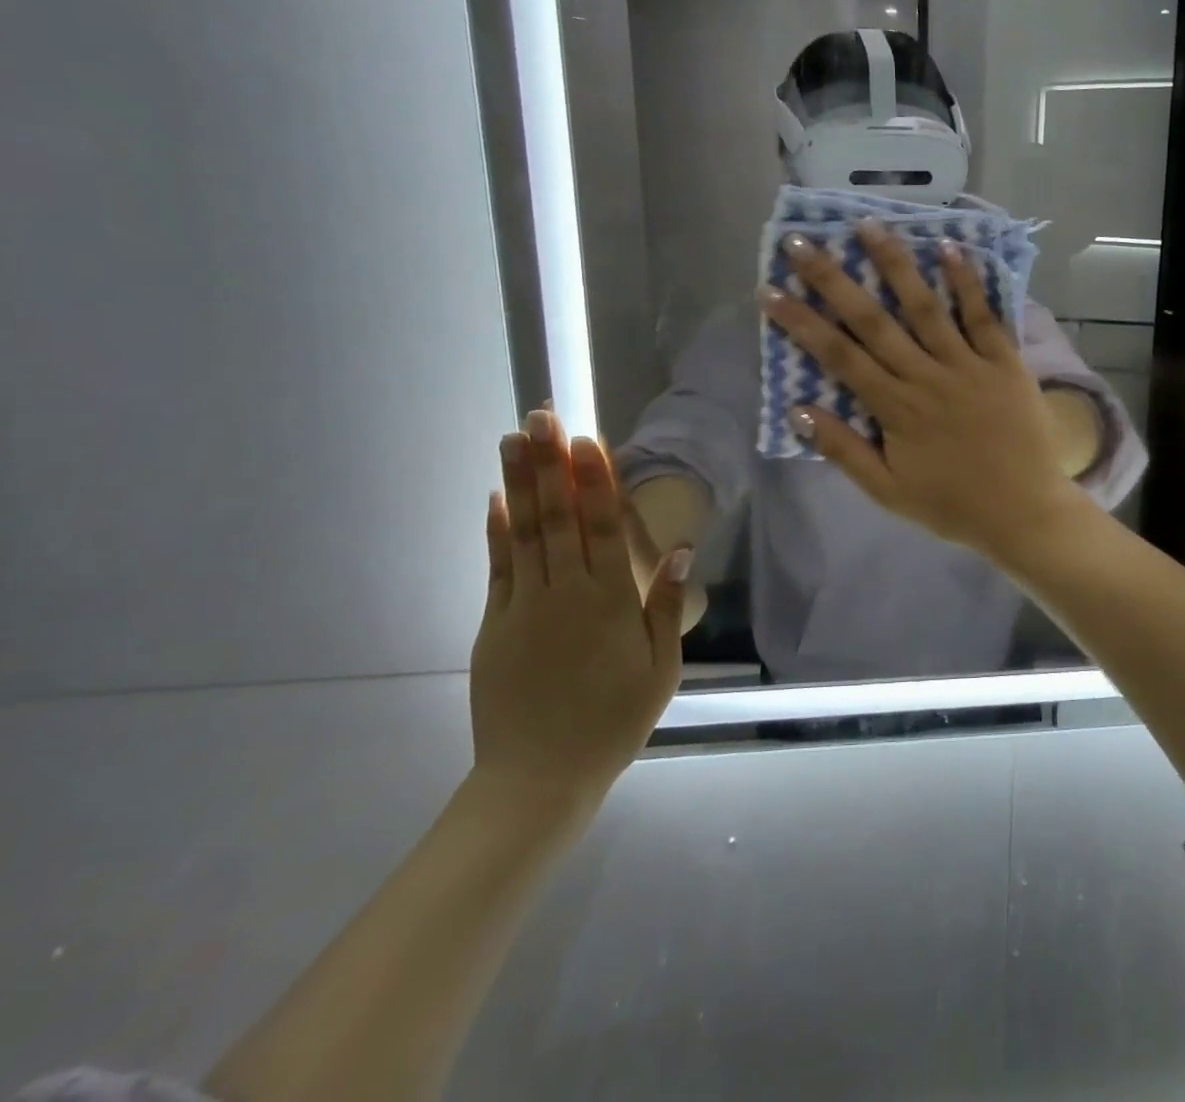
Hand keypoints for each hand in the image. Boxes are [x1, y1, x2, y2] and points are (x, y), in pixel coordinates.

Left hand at [470, 409, 689, 807]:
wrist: (538, 779)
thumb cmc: (613, 722)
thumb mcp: (660, 669)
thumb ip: (665, 606)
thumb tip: (677, 549)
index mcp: (609, 602)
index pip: (604, 527)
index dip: (596, 480)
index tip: (587, 439)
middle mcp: (564, 593)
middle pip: (559, 518)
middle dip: (550, 464)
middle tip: (541, 417)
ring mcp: (523, 607)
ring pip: (523, 532)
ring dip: (518, 483)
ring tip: (512, 439)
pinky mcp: (494, 625)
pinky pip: (497, 568)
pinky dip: (496, 530)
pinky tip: (496, 498)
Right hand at [759, 223, 1086, 559]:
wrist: (1025, 511)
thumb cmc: (953, 505)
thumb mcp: (889, 491)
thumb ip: (844, 450)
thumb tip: (798, 409)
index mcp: (896, 408)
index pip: (838, 357)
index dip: (802, 322)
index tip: (771, 291)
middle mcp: (926, 376)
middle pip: (873, 321)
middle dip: (834, 280)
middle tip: (803, 243)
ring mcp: (968, 364)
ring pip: (925, 306)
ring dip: (894, 264)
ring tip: (868, 225)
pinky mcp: (1005, 361)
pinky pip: (984, 316)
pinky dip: (967, 282)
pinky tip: (949, 248)